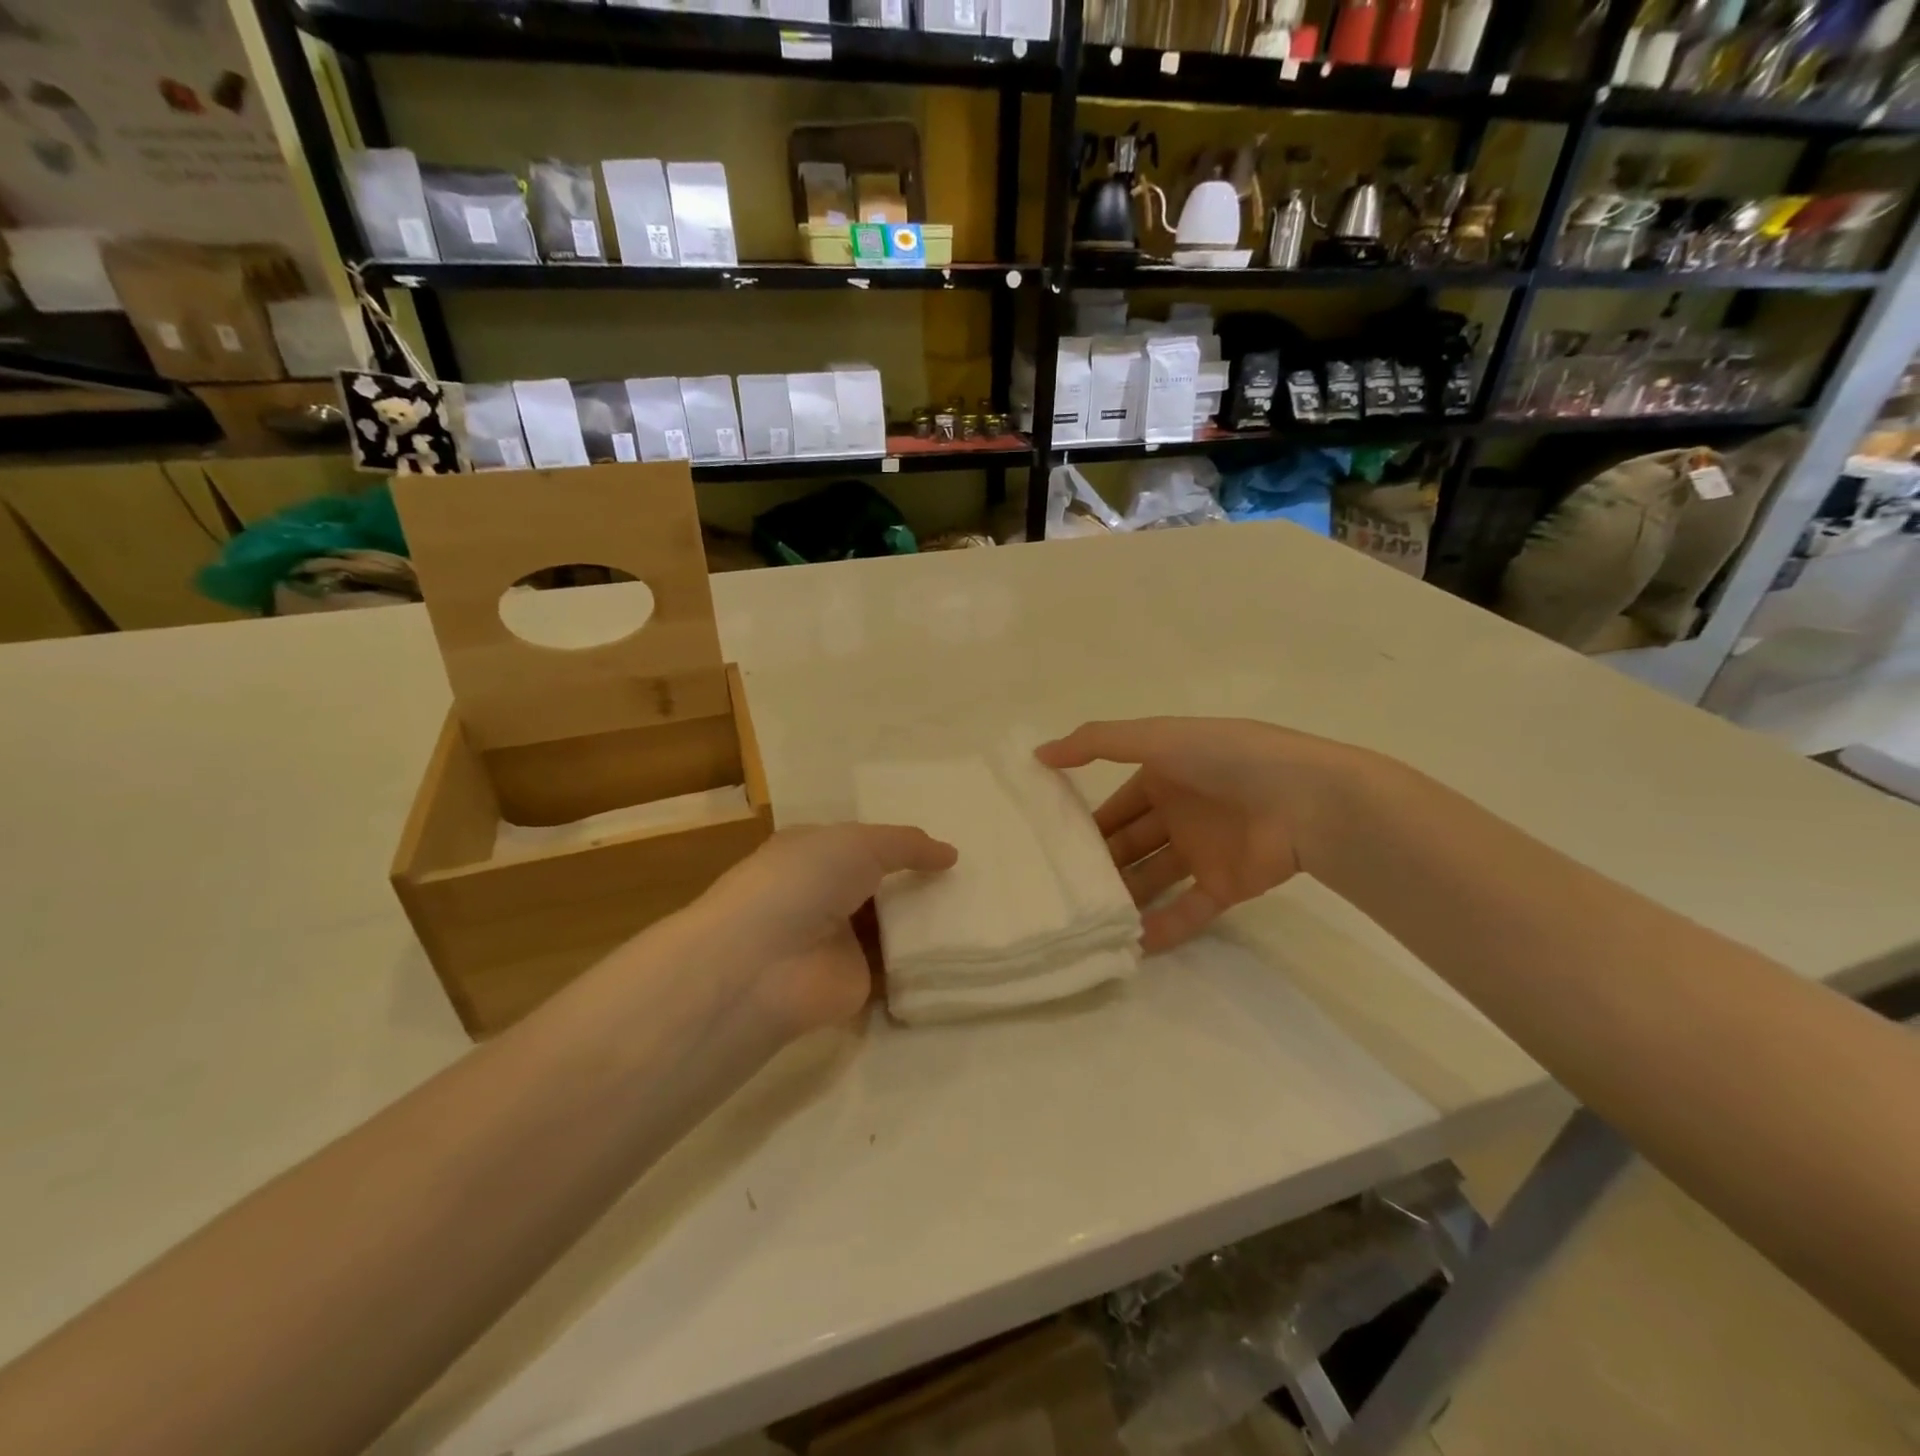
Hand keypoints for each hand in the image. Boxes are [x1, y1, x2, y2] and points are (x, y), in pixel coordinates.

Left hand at [681, 824, 956, 1034]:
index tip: (944, 844)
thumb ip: (907, 845)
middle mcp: (824, 894)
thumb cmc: (803, 882)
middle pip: (881, 884)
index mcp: (813, 853)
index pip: (862, 843)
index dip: (900, 843)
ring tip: (980, 906)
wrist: (764, 964)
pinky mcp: (857, 981)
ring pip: (893, 925)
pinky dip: (927, 959)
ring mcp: (840, 940)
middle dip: (919, 880)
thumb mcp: (859, 843)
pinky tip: (968, 946)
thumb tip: (951, 854)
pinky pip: (900, 966)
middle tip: (973, 876)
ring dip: (926, 919)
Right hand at [1037, 717, 1355, 952]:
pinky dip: (1161, 927)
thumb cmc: (1226, 760)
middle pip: (1130, 844)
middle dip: (1100, 864)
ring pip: (1153, 878)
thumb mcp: (1155, 738)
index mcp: (1166, 775)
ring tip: (1083, 921)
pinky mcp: (1226, 885)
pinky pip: (1187, 911)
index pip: (1116, 805)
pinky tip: (1129, 946)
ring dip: (1124, 897)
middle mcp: (1181, 813)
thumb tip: (1038, 754)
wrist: (1306, 800)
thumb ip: (1096, 743)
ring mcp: (1203, 851)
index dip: (1087, 824)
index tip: (1049, 849)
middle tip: (1059, 890)